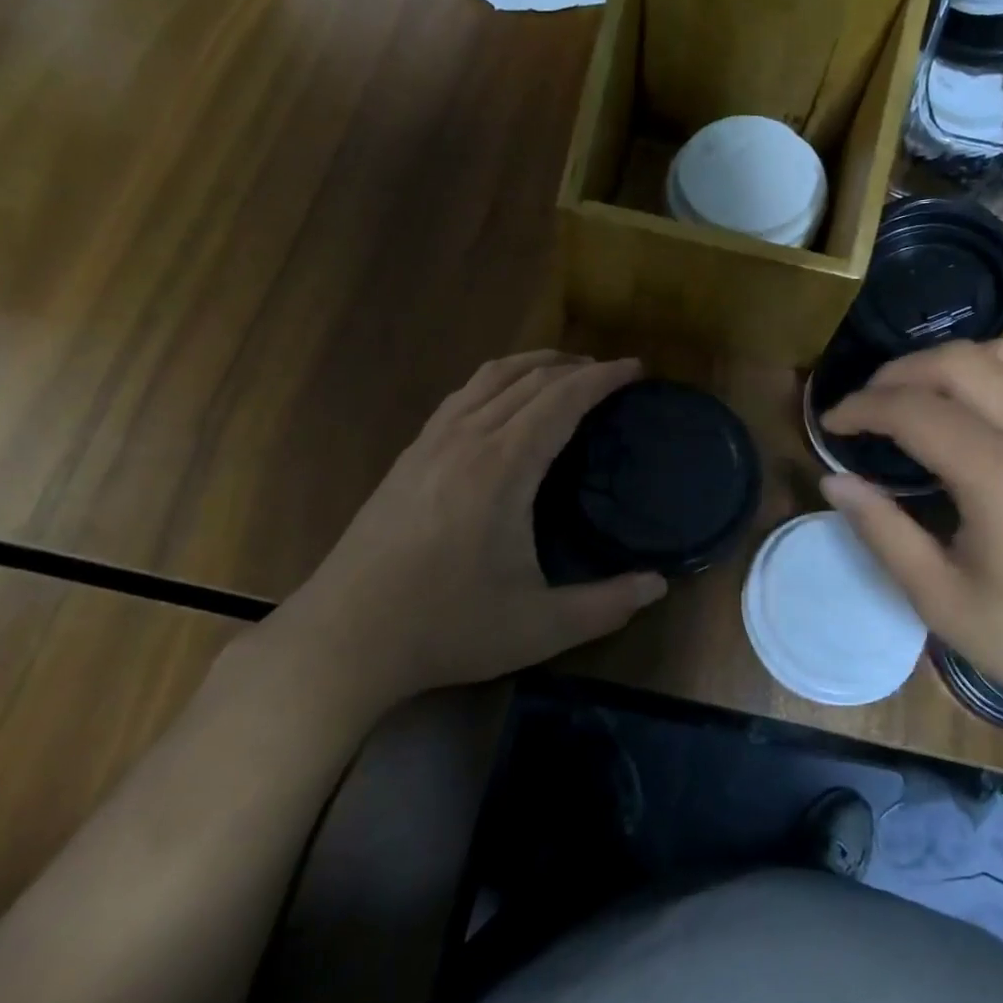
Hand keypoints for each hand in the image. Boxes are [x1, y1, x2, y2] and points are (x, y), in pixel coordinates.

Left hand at [287, 352, 666, 703]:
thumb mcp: (539, 627)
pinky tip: (501, 401)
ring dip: (533, 365)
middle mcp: (467, 439)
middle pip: (528, 379)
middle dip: (575, 366)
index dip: (602, 378)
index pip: (561, 399)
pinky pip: (461, 396)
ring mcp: (431, 443)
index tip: (635, 369)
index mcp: (503, 467)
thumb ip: (606, 605)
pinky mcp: (408, 456)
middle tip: (610, 373)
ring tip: (563, 371)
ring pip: (489, 378)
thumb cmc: (446, 627)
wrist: (344, 638)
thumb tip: (658, 585)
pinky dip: (496, 382)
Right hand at [819, 334, 1002, 731]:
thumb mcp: (943, 602)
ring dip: (953, 362)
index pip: (914, 410)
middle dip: (898, 372)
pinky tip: (981, 416)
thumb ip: (882, 532)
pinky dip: (999, 374)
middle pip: (959, 361)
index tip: (831, 423)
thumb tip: (835, 482)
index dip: (861, 407)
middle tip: (867, 406)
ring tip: (923, 397)